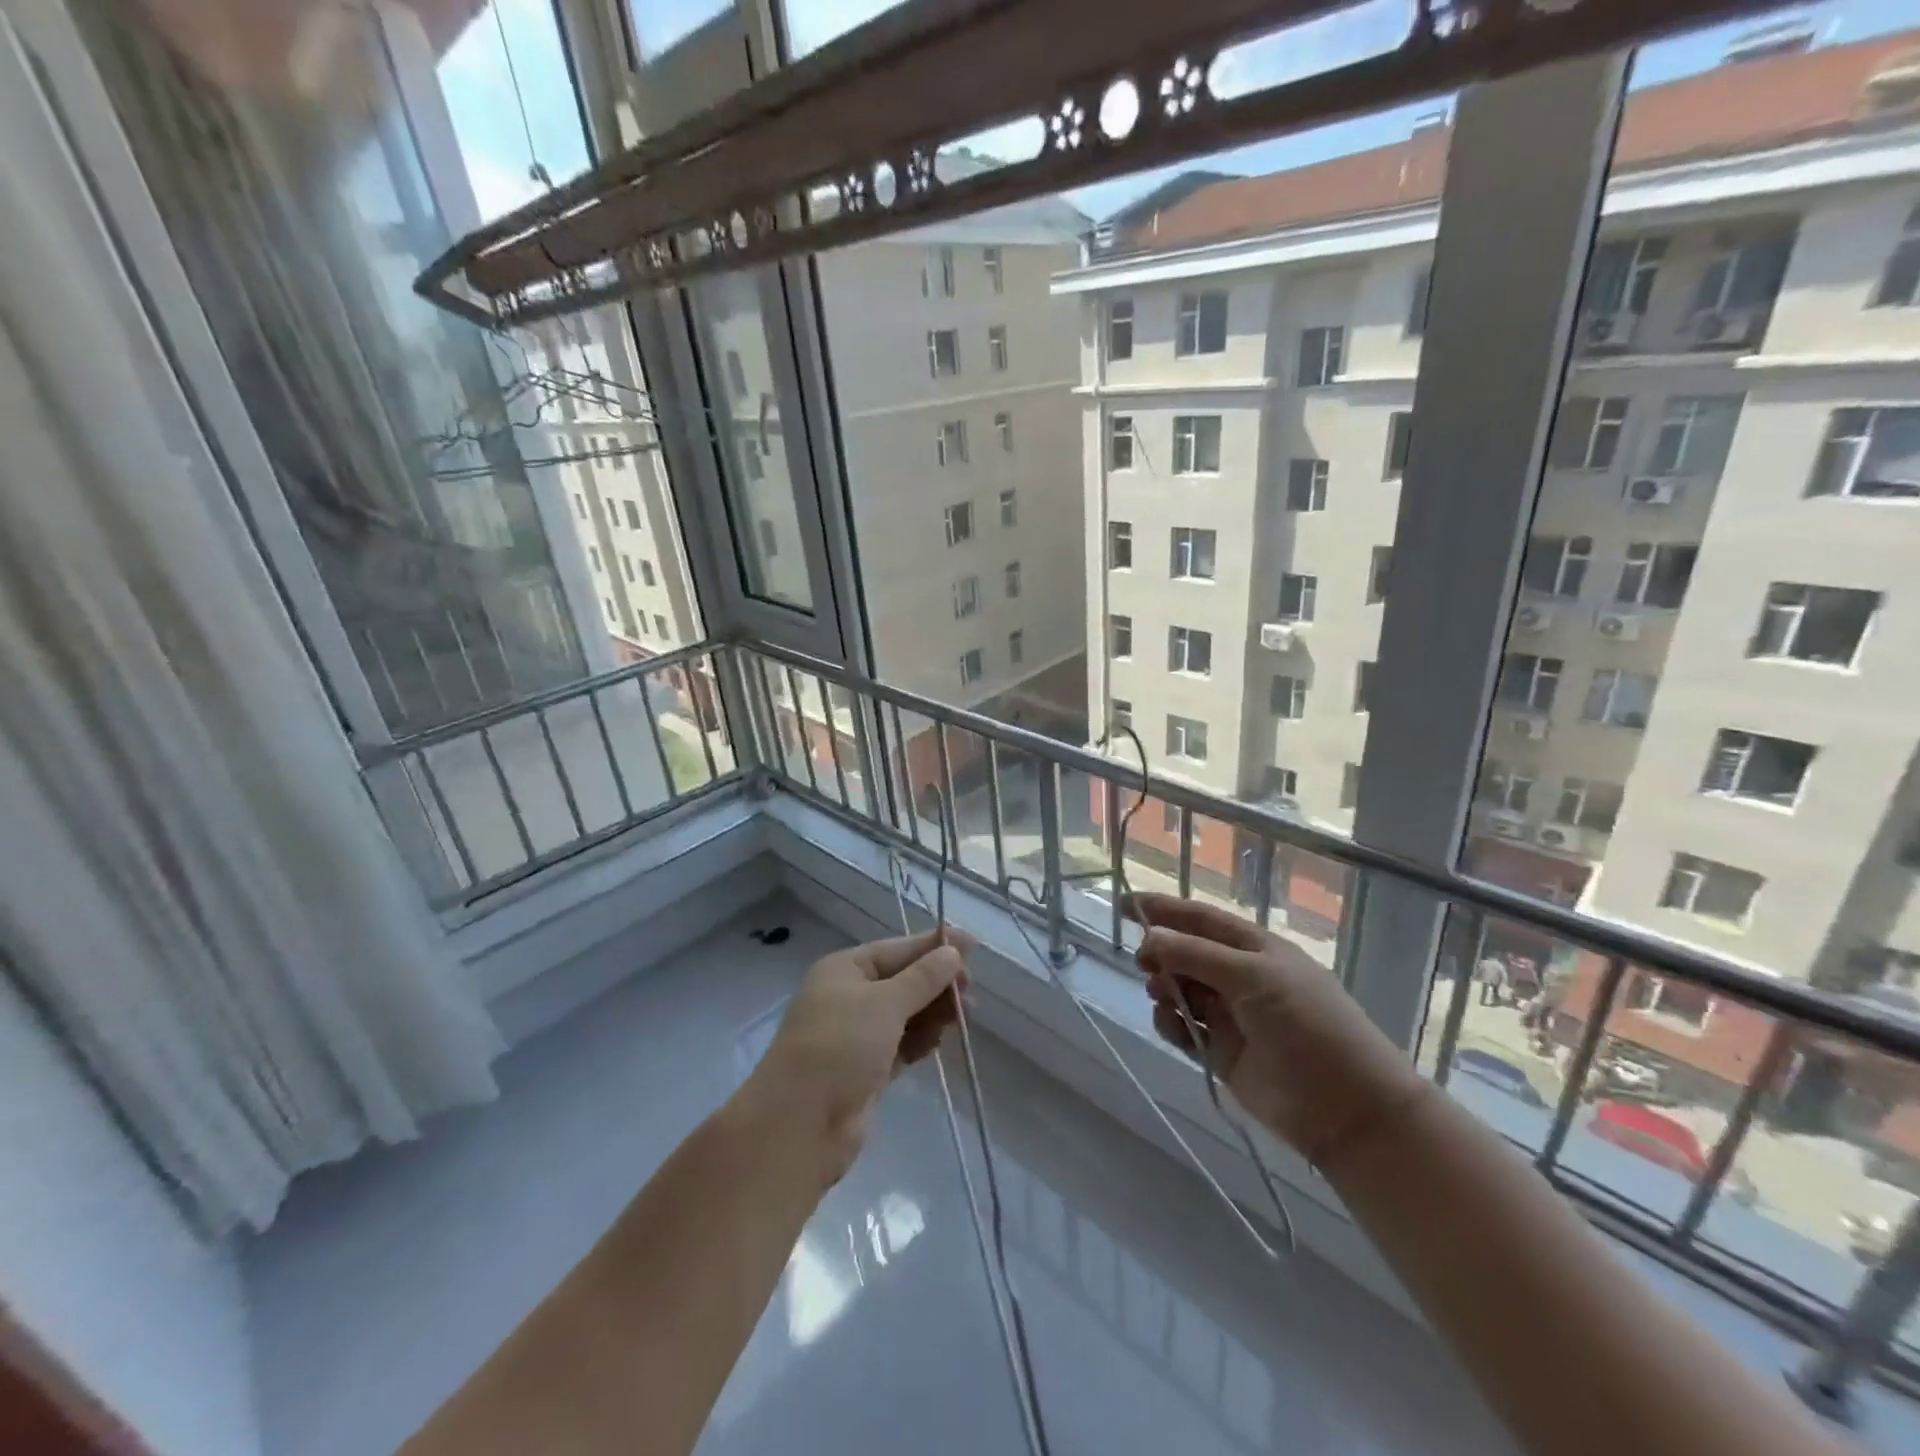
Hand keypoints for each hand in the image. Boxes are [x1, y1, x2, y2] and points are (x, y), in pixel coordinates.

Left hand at [748, 929, 973, 1183]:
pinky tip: (942, 1040)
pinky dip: (923, 1040)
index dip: (934, 946)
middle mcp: (850, 997)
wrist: (799, 1126)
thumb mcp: (884, 1004)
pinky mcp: (867, 1070)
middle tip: (970, 992)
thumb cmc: (839, 1048)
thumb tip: (953, 951)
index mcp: (845, 970)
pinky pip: (904, 1044)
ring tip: (965, 1017)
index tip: (973, 944)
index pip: (898, 949)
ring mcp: (858, 1035)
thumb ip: (922, 978)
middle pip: (904, 981)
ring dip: (935, 1012)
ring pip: (907, 1014)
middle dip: (938, 983)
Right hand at [1131, 894, 1425, 1169]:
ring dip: (1164, 988)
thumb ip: (1196, 954)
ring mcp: (1230, 1015)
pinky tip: (1172, 1026)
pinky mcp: (1221, 1051)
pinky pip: (1184, 1028)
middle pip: (1186, 953)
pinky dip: (1171, 1023)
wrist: (1345, 1107)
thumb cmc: (1306, 1024)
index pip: (1201, 919)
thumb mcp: (1253, 977)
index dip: (1165, 910)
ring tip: (1161, 995)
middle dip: (1161, 953)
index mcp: (1255, 949)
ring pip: (1181, 990)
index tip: (1124, 905)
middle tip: (1143, 961)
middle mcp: (1240, 976)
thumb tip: (1149, 935)